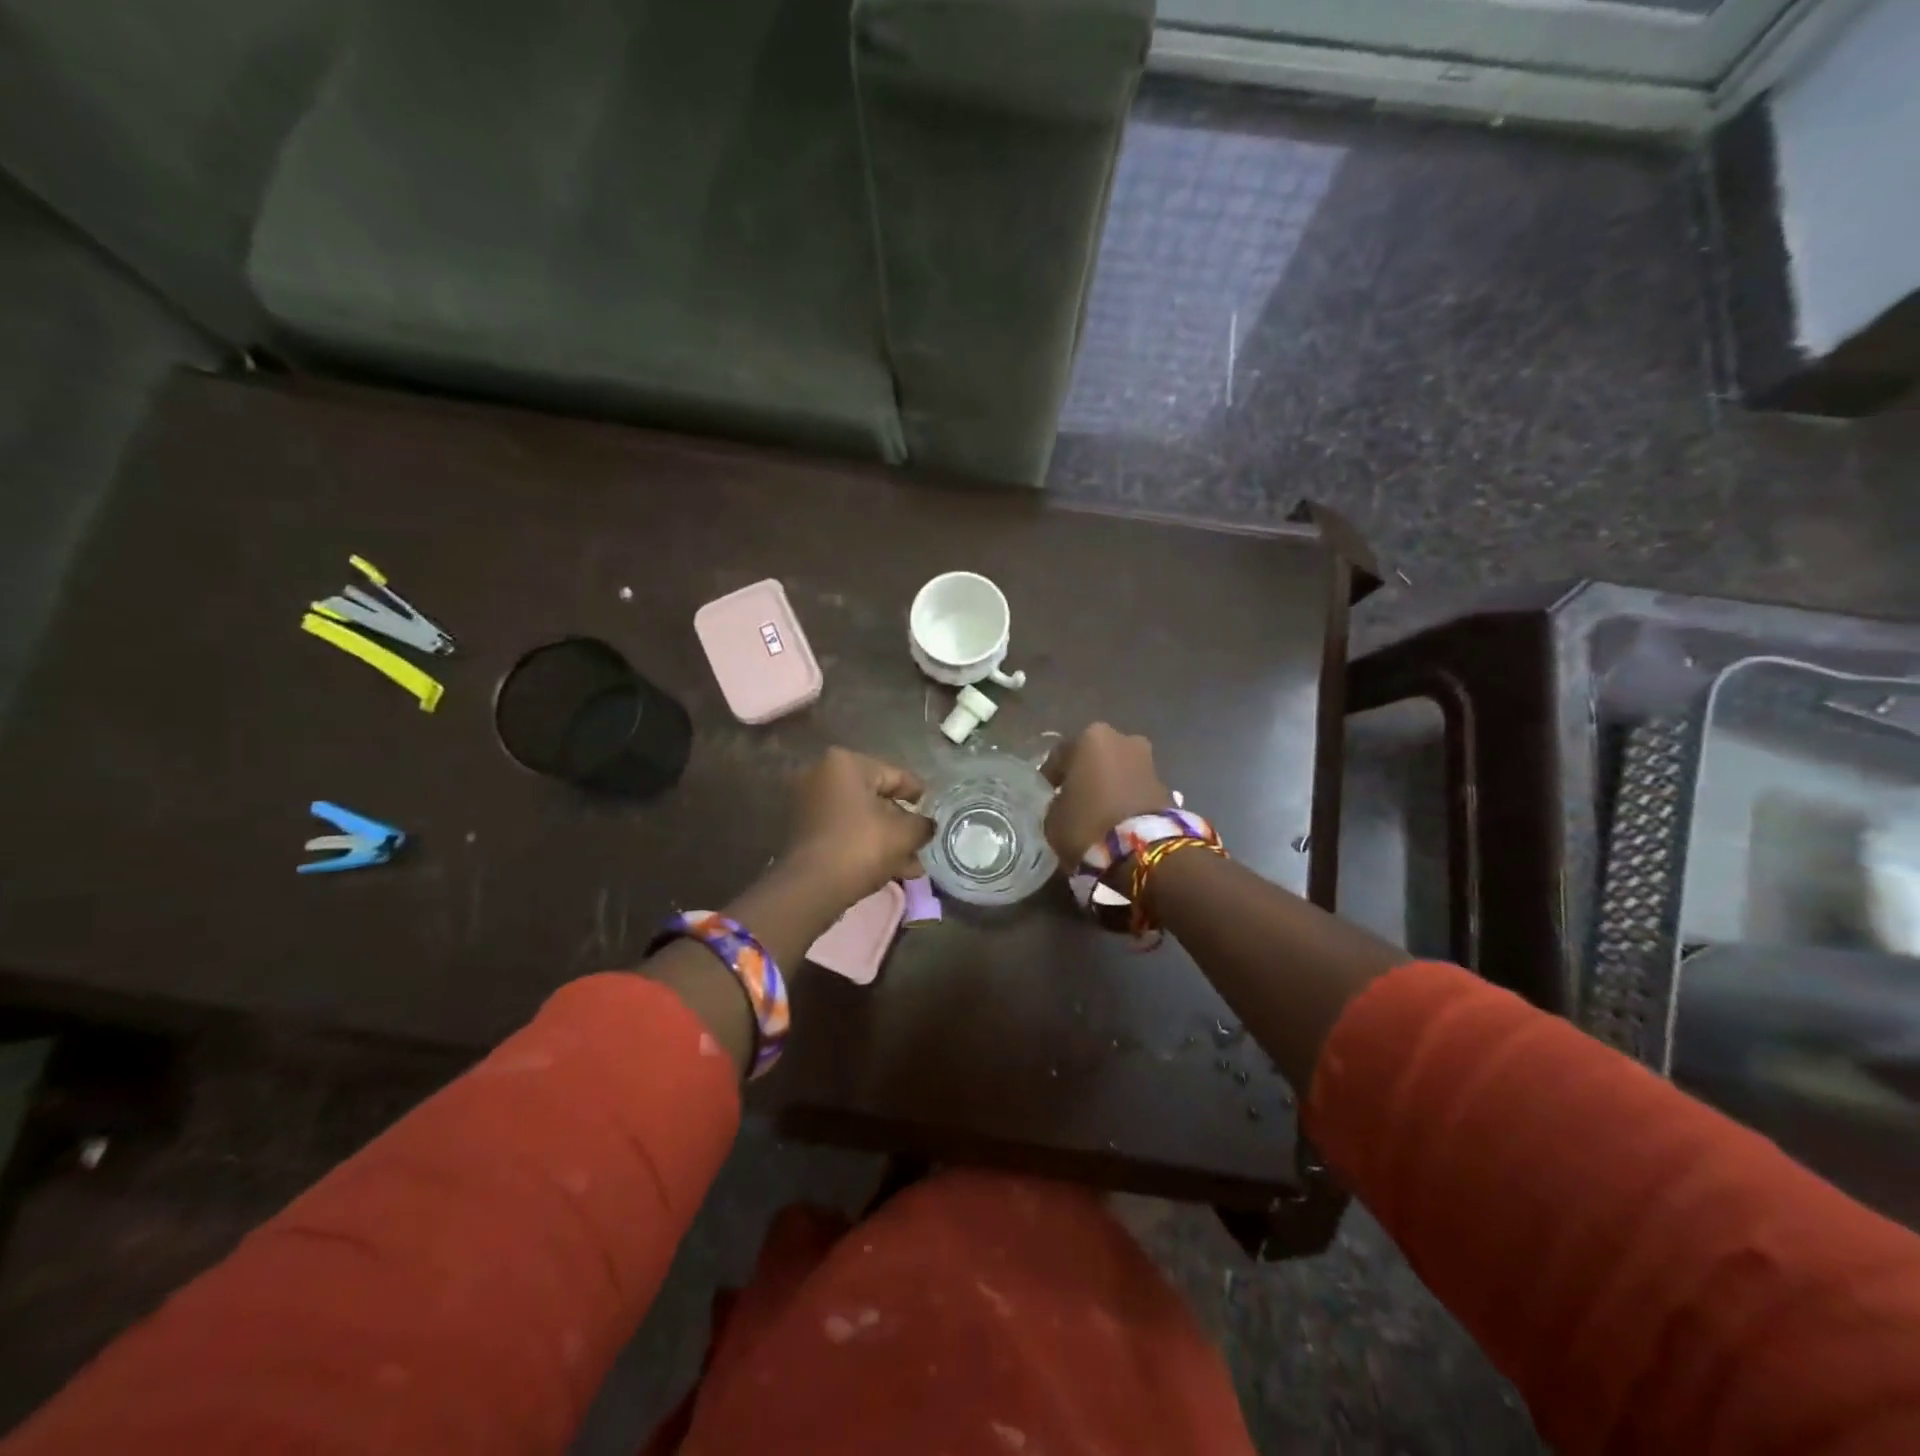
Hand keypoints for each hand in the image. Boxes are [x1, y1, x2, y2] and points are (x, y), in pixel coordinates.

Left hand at [780, 748, 933, 906]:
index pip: (895, 775)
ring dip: (885, 839)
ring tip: (911, 865)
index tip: (934, 811)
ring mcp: (807, 803)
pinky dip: (863, 845)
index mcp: (845, 763)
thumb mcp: (905, 834)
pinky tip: (889, 869)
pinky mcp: (801, 831)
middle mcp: (820, 775)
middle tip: (921, 843)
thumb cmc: (861, 847)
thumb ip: (923, 824)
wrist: (809, 888)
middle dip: (900, 824)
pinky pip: (842, 832)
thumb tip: (926, 825)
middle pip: (875, 797)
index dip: (919, 795)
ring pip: (859, 819)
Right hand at [1041, 723, 1173, 865]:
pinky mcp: (1166, 786)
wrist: (1143, 851)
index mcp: (1091, 738)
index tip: (1046, 792)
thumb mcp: (1053, 816)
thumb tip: (1066, 802)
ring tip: (1097, 810)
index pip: (1060, 754)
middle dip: (1086, 774)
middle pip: (1095, 757)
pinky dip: (1126, 798)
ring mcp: (1149, 761)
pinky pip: (1135, 788)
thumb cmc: (1088, 824)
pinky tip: (1117, 818)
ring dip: (1109, 784)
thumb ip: (1058, 801)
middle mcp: (1123, 740)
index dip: (1051, 775)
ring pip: (1119, 770)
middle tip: (1074, 797)